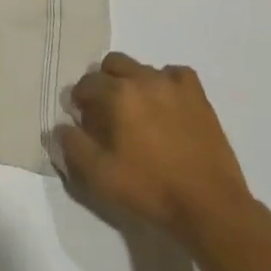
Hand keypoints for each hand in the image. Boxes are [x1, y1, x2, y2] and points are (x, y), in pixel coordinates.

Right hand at [53, 52, 258, 246]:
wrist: (210, 206)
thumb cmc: (151, 190)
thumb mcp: (101, 177)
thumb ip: (74, 147)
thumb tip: (60, 126)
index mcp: (117, 94)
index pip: (87, 83)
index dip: (80, 99)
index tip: (82, 118)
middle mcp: (143, 78)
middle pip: (112, 64)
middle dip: (104, 82)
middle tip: (107, 111)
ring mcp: (173, 83)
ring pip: (142, 68)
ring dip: (133, 83)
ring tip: (138, 113)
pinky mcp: (197, 94)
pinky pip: (175, 75)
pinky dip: (166, 84)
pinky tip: (167, 105)